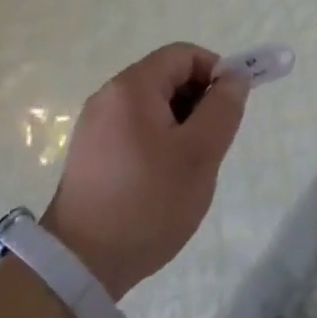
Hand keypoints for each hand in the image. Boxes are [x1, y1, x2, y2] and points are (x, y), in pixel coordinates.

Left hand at [42, 43, 250, 298]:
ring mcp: (95, 124)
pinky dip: (158, 140)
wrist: (82, 262)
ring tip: (190, 167)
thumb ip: (222, 109)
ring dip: (180, 124)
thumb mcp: (199, 154)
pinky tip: (164, 179)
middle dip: (198, 101)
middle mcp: (108, 96)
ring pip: (152, 106)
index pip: (183, 55)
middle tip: (213, 144)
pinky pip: (134, 128)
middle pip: (166, 77)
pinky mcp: (91, 151)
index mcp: (132, 87)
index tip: (230, 109)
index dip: (215, 72)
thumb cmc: (149, 202)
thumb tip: (234, 77)